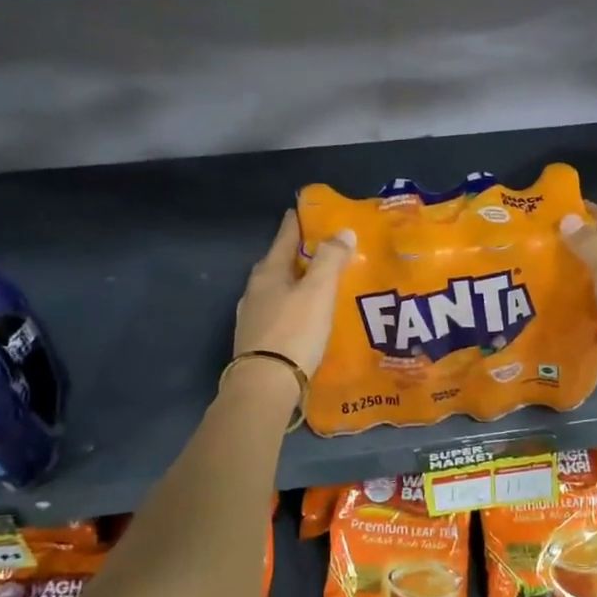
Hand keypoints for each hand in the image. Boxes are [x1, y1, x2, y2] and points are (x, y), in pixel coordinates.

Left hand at [233, 211, 354, 377]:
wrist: (265, 385)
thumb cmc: (294, 332)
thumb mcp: (318, 291)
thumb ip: (331, 259)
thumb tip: (343, 231)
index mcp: (268, 272)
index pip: (284, 237)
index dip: (296, 223)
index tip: (305, 211)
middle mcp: (255, 290)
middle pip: (278, 263)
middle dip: (298, 254)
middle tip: (321, 248)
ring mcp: (253, 317)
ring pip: (277, 289)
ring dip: (295, 282)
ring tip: (317, 283)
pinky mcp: (257, 341)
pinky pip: (279, 312)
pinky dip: (293, 306)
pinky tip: (305, 316)